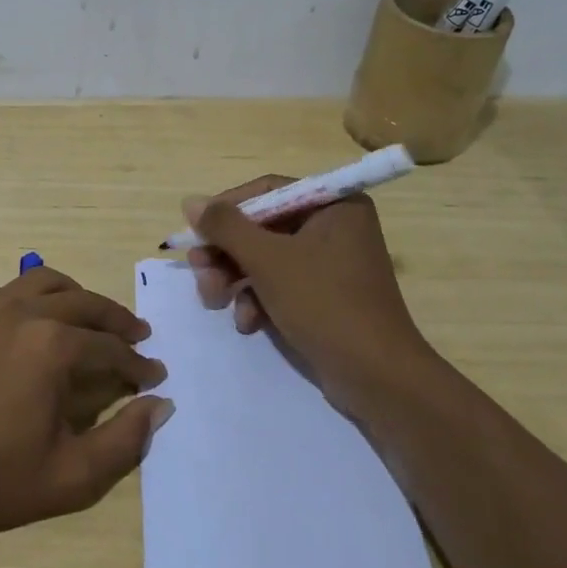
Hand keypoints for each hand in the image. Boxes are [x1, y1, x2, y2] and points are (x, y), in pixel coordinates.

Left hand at [0, 266, 171, 538]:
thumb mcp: (73, 475)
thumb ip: (126, 439)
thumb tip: (160, 404)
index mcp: (52, 345)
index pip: (109, 345)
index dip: (137, 362)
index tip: (154, 374)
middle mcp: (21, 313)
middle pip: (83, 302)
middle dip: (116, 319)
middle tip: (136, 335)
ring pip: (42, 283)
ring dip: (75, 297)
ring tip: (89, 318)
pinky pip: (5, 293)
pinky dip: (32, 300)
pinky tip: (34, 324)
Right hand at [184, 178, 432, 414]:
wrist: (376, 377)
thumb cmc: (324, 304)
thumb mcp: (268, 260)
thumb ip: (226, 227)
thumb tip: (190, 201)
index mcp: (334, 206)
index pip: (267, 191)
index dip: (226, 209)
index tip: (196, 231)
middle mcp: (334, 227)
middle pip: (262, 227)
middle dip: (226, 253)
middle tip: (198, 270)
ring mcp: (330, 263)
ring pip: (265, 258)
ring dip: (234, 279)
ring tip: (214, 302)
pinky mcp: (324, 296)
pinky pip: (279, 284)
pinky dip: (257, 299)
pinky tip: (248, 322)